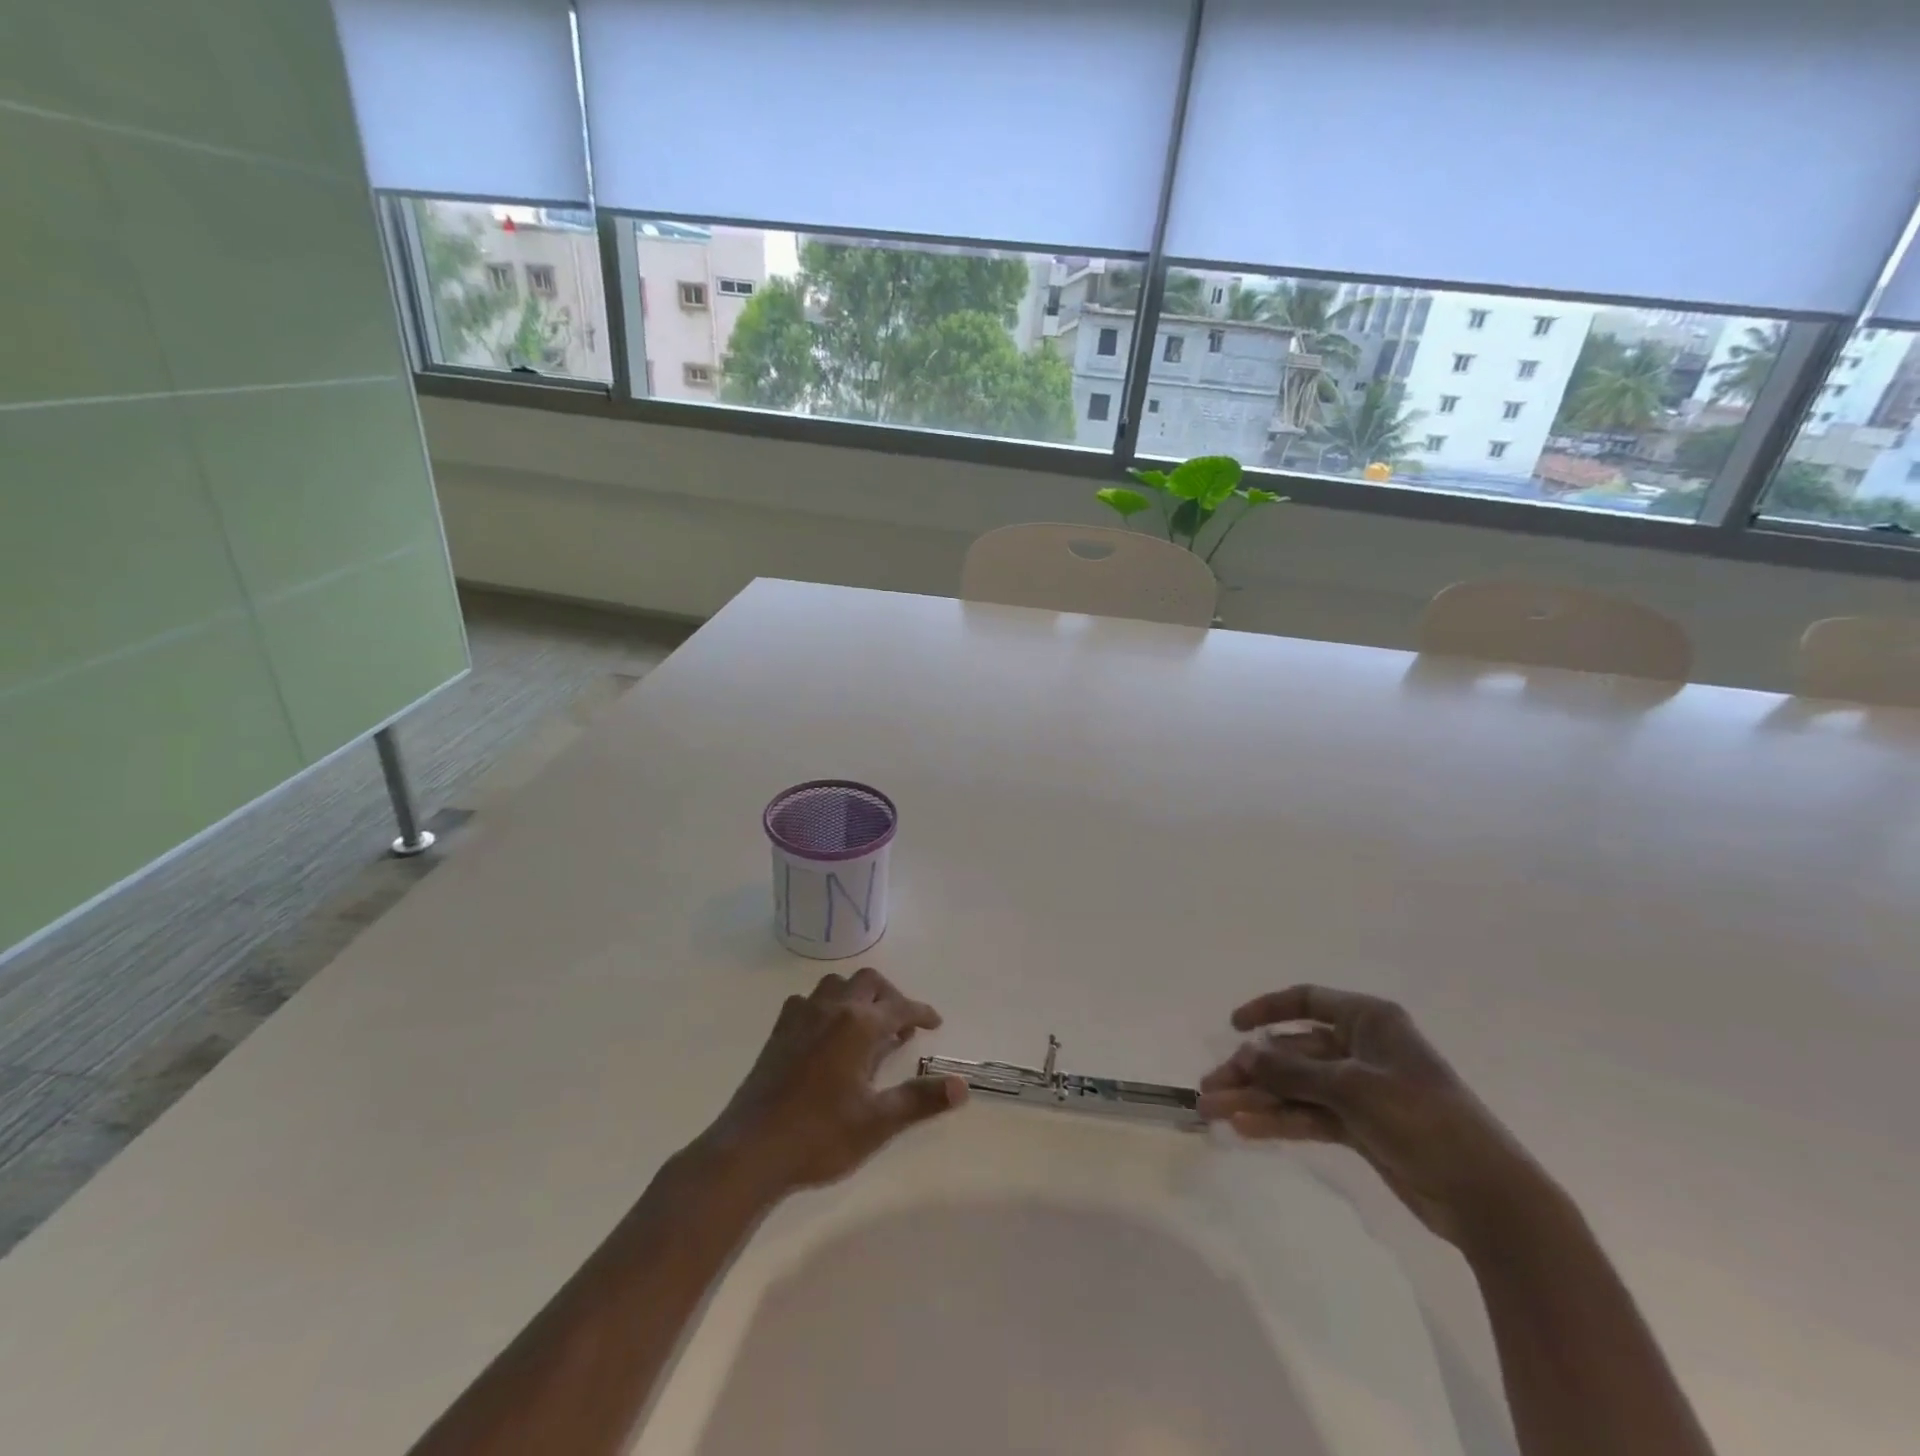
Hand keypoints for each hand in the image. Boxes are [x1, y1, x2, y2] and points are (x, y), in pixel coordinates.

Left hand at [696, 967, 966, 1198]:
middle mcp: (832, 1009)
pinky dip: (826, 1005)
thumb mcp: (878, 1122)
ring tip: (867, 1023)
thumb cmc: (820, 1136)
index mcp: (859, 1026)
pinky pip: (808, 1001)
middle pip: (869, 982)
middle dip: (891, 996)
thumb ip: (921, 1100)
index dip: (921, 1012)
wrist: (751, 1149)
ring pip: (836, 984)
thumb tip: (962, 1086)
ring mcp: (801, 1017)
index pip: (900, 1007)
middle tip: (903, 1024)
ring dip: (857, 994)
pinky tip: (826, 1032)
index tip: (934, 1024)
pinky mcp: (779, 1031)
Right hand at [1199, 985, 1543, 1247]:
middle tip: (1209, 1088)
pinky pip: (1310, 1115)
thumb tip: (1245, 1050)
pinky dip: (1280, 1121)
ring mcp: (1361, 1090)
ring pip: (1296, 1086)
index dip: (1267, 1008)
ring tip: (1214, 1112)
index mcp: (1369, 1021)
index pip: (1307, 1000)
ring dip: (1257, 1098)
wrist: (1488, 1198)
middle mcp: (1361, 1049)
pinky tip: (1246, 1129)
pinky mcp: (1362, 1128)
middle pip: (1293, 1050)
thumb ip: (1293, 1069)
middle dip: (1251, 1069)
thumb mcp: (1352, 1087)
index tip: (1233, 1026)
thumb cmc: (1423, 1119)